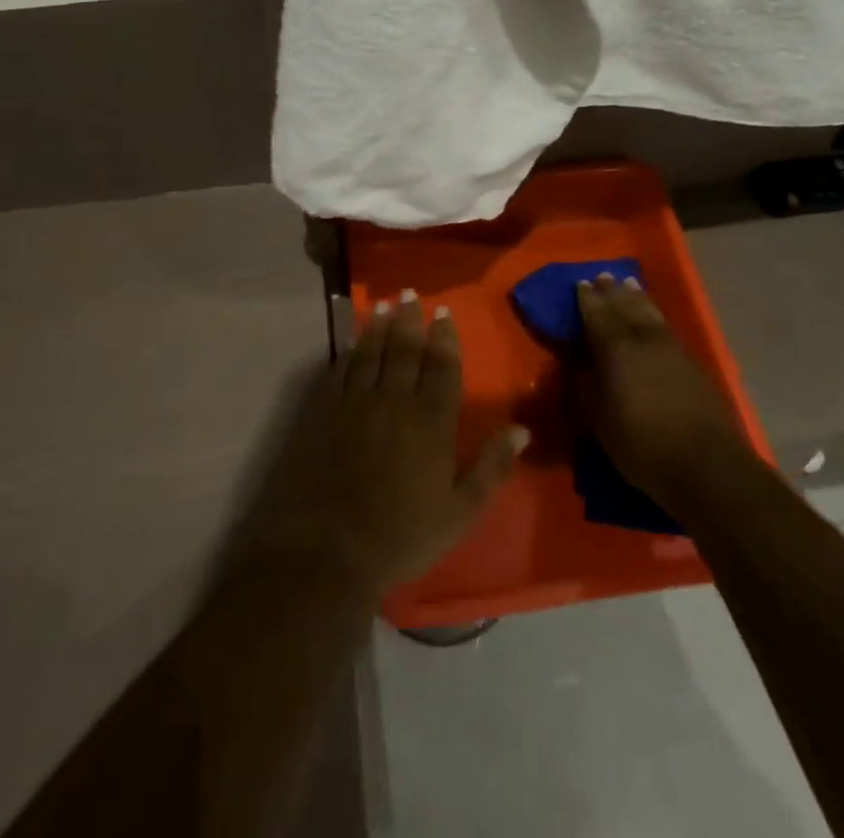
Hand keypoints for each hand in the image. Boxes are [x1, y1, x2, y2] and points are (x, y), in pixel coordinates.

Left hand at [240, 293, 527, 598]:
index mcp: (431, 421)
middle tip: (411, 293)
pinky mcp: (322, 412)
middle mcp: (394, 400)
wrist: (326, 550)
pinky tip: (352, 342)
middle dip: (410, 320)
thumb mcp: (460, 512)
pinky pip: (339, 370)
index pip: (442, 367)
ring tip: (385, 305)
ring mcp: (354, 403)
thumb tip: (521, 429)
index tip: (443, 313)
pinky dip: (349, 351)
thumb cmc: (401, 536)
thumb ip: (491, 467)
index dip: (444, 338)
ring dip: (380, 326)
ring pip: (371, 352)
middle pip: (405, 350)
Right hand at [576, 273, 755, 511]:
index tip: (581, 284)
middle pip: (626, 307)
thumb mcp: (601, 422)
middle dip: (613, 292)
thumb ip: (589, 387)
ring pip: (650, 313)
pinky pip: (666, 326)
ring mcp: (673, 349)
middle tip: (603, 276)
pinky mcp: (693, 363)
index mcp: (617, 350)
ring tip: (629, 284)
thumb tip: (582, 365)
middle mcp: (645, 340)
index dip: (588, 300)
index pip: (598, 316)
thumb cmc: (644, 446)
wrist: (707, 465)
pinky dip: (655, 315)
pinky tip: (653, 316)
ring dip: (637, 297)